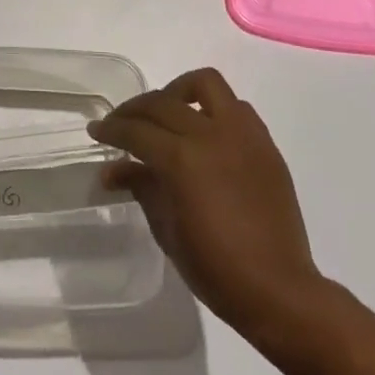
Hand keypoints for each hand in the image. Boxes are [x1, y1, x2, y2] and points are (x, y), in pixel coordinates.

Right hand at [89, 67, 325, 339]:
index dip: (112, 130)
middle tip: (120, 123)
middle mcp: (211, 135)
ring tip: (166, 111)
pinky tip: (204, 131)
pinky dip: (214, 109)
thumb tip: (113, 171)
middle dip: (134, 110)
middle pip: (162, 102)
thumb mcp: (167, 230)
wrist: (278, 291)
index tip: (96, 131)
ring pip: (206, 83)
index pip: (136, 131)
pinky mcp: (265, 143)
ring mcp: (242, 135)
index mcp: (183, 159)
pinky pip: (236, 107)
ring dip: (178, 91)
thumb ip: (141, 187)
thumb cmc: (215, 269)